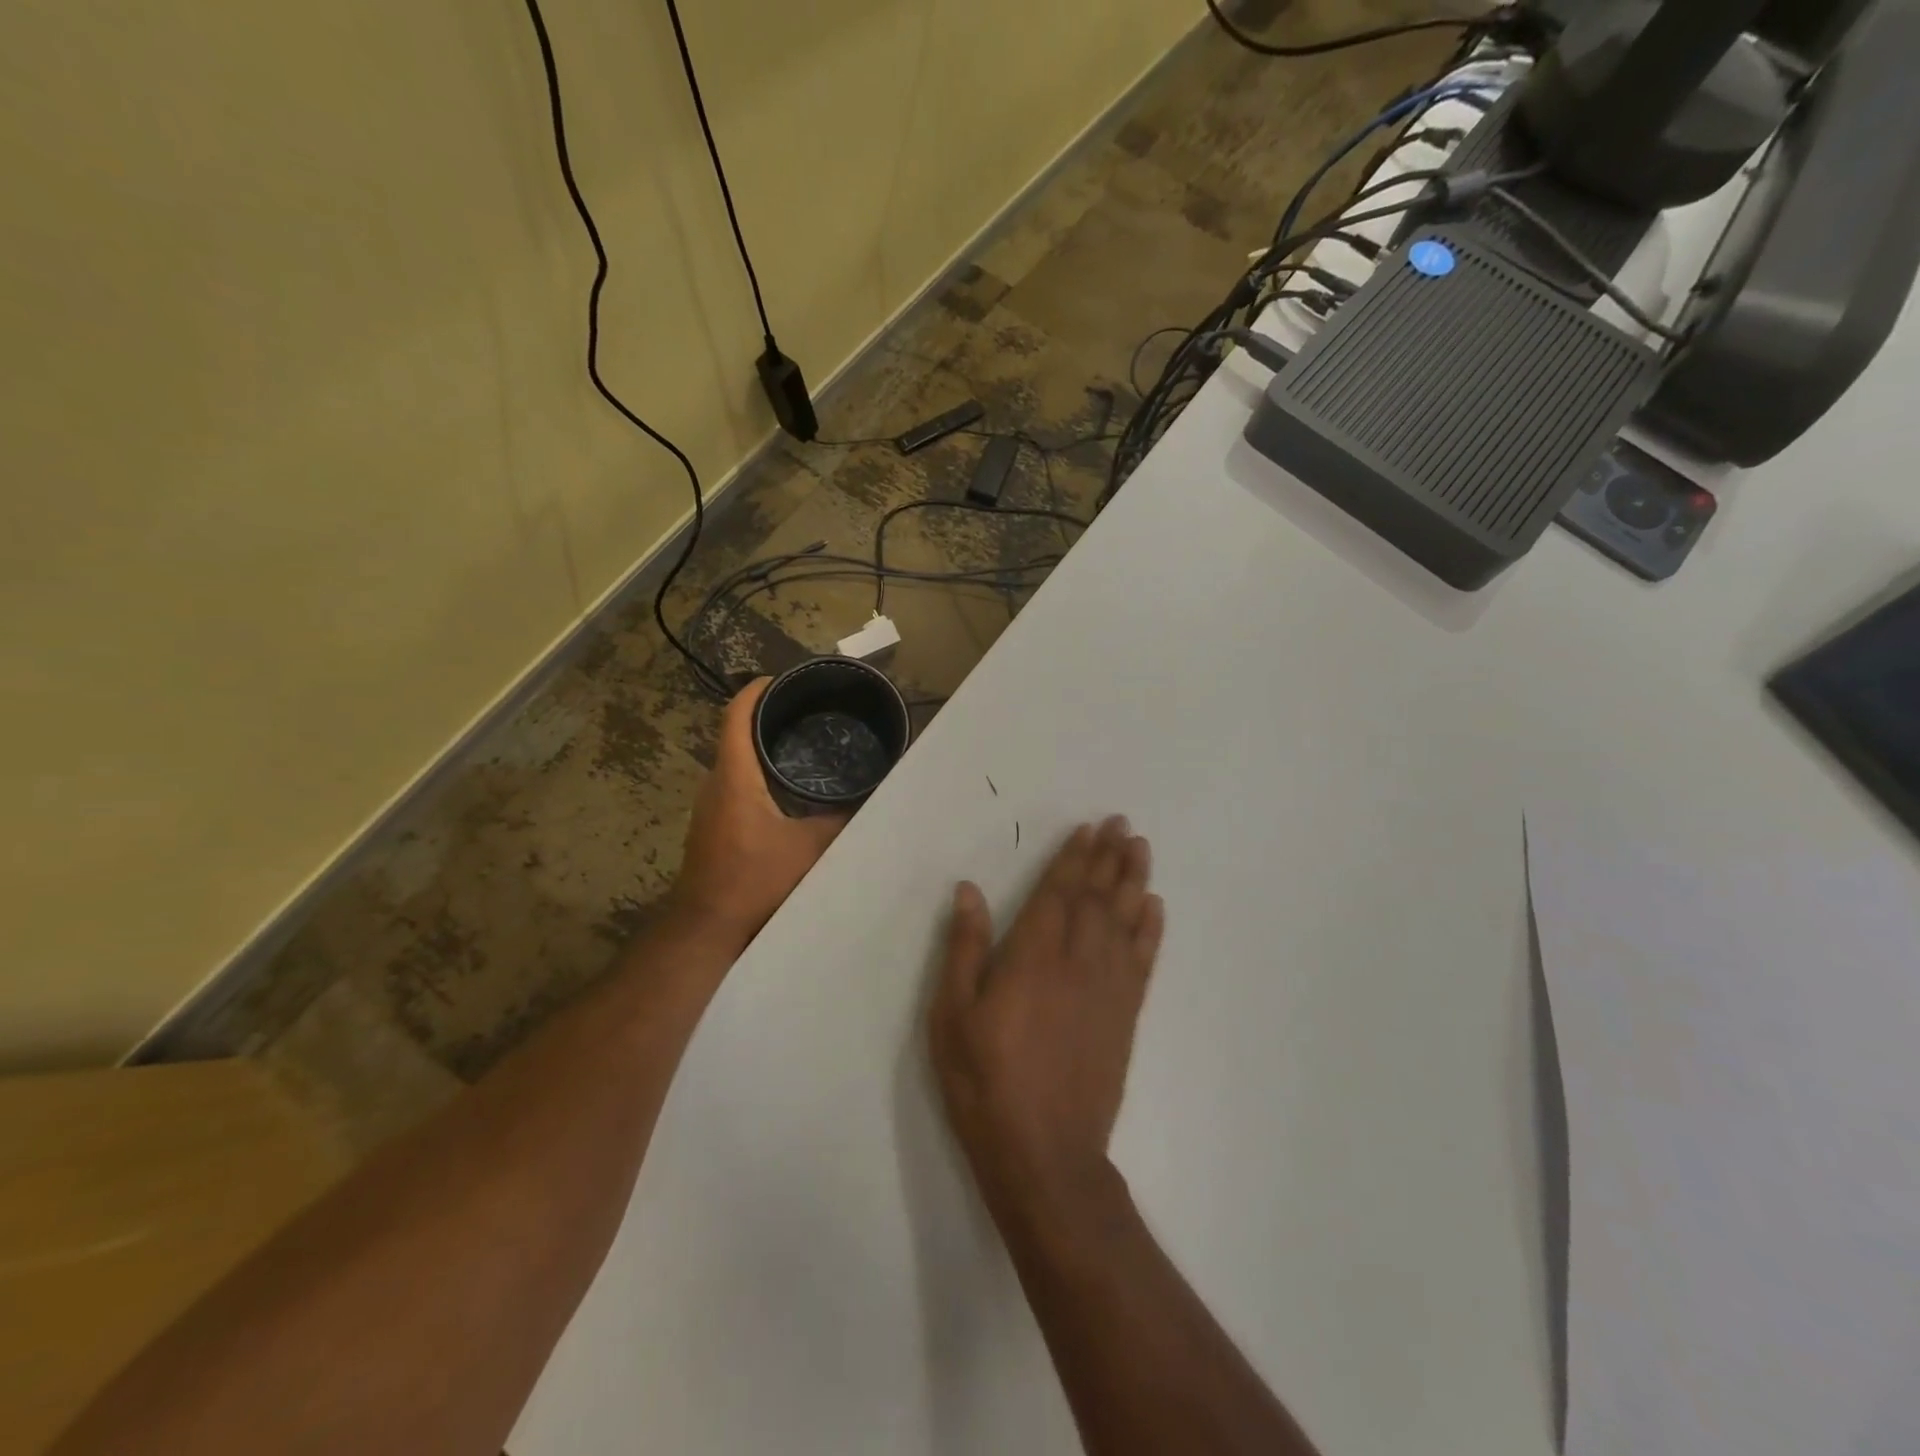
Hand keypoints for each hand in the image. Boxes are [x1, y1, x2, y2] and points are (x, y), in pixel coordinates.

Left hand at [672, 679, 846, 944]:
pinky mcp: (713, 826)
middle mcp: (716, 784)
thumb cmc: (755, 880)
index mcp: (735, 777)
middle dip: (765, 716)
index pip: (736, 717)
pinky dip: (756, 772)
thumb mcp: (809, 849)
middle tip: (806, 711)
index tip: (780, 679)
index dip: (754, 691)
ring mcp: (710, 807)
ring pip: (734, 761)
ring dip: (761, 746)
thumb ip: (840, 822)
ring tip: (801, 742)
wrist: (708, 927)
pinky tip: (785, 787)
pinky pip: (734, 784)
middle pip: (734, 734)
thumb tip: (871, 800)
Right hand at [929, 816, 1164, 1227]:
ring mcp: (1107, 988)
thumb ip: (964, 948)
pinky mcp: (1125, 1015)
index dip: (1073, 858)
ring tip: (1141, 849)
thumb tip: (969, 891)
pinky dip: (1150, 930)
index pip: (1058, 893)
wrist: (1045, 1153)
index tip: (1089, 829)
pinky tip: (1154, 907)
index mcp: (1032, 956)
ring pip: (1124, 920)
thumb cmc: (985, 1081)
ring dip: (1133, 880)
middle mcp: (1077, 961)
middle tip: (1122, 823)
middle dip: (1108, 857)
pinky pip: (1143, 960)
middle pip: (1096, 897)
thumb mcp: (952, 1016)